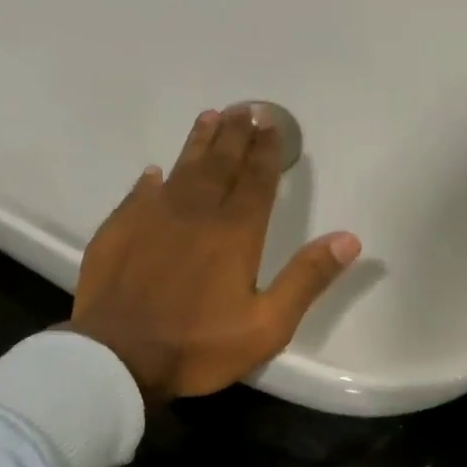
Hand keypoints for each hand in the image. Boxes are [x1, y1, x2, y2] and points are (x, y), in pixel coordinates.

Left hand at [68, 107, 361, 402]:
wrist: (120, 357)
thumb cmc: (199, 347)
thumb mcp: (267, 325)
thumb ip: (306, 280)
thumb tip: (348, 239)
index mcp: (234, 234)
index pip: (256, 181)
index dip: (267, 152)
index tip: (272, 125)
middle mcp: (195, 213)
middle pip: (220, 165)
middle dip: (236, 135)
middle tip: (246, 109)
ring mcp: (151, 218)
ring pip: (180, 169)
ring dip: (198, 143)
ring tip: (210, 117)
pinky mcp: (118, 231)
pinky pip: (138, 194)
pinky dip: (151, 180)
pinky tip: (154, 172)